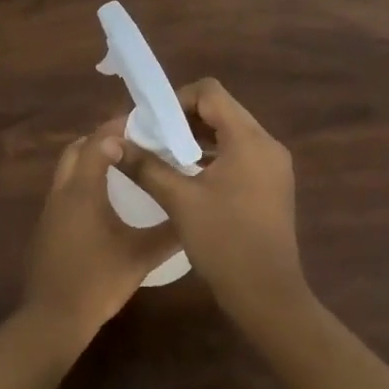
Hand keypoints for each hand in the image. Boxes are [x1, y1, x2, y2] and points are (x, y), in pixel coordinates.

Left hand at [22, 118, 181, 351]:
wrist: (53, 319)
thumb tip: (194, 213)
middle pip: (77, 149)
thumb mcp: (140, 256)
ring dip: (91, 159)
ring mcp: (50, 209)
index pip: (98, 142)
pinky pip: (65, 189)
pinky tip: (106, 199)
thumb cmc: (97, 282)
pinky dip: (84, 181)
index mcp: (82, 190)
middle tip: (134, 142)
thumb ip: (169, 232)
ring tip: (125, 165)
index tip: (145, 125)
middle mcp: (62, 191)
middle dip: (101, 139)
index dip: (119, 128)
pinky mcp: (47, 226)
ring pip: (68, 169)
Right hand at [118, 78, 306, 333]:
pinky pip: (241, 154)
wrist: (268, 295)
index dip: (178, 99)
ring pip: (232, 133)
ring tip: (167, 155)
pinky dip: (215, 155)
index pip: (211, 93)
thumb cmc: (224, 242)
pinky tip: (191, 176)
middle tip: (154, 138)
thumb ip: (146, 167)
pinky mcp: (273, 185)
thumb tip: (114, 143)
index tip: (153, 122)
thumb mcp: (180, 201)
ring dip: (199, 137)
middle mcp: (267, 144)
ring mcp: (274, 165)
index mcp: (249, 139)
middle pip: (223, 110)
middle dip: (185, 119)